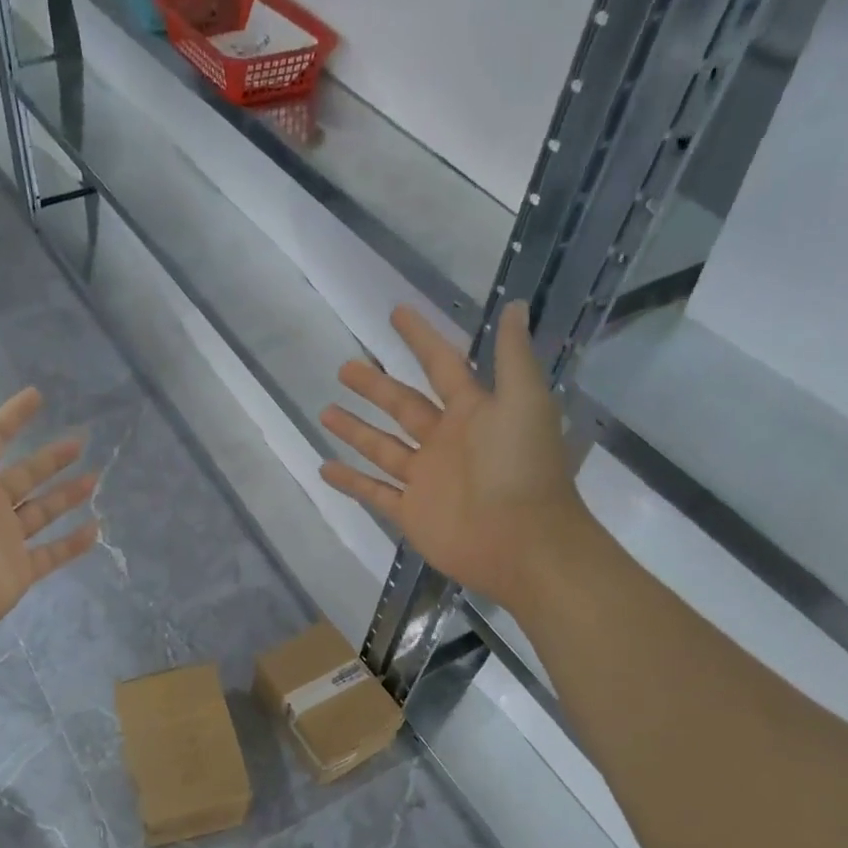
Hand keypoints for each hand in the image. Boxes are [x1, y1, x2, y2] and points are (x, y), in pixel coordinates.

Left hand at [0, 381, 100, 642]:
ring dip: (67, 494)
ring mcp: (4, 538)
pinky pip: (51, 553)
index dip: (12, 414)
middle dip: (50, 457)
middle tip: (80, 440)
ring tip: (95, 478)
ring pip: (42, 510)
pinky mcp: (20, 569)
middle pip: (24, 473)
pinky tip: (95, 527)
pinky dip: (72, 543)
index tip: (37, 395)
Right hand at [319, 302, 592, 610]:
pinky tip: (323, 467)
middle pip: (403, 405)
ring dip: (355, 429)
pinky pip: (374, 491)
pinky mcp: (410, 511)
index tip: (396, 313)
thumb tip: (514, 304)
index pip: (441, 365)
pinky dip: (350, 481)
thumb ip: (512, 357)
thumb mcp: (524, 402)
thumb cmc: (522, 468)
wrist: (522, 543)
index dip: (420, 339)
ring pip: (382, 446)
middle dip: (375, 386)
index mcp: (473, 411)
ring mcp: (425, 478)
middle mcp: (445, 440)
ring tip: (325, 411)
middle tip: (345, 367)